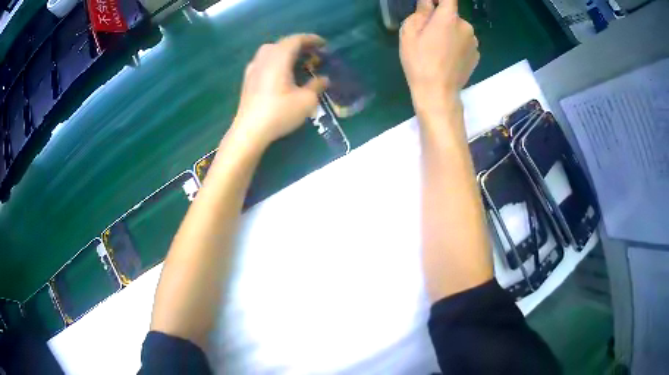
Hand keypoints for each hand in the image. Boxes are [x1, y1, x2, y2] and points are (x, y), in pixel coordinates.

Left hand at [231, 34, 328, 148]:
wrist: (250, 131)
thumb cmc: (279, 113)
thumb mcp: (306, 101)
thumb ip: (317, 85)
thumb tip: (324, 79)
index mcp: (279, 58)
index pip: (296, 40)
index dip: (311, 39)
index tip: (323, 44)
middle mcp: (264, 58)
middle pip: (282, 43)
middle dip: (300, 46)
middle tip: (313, 54)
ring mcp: (253, 68)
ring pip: (271, 51)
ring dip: (287, 53)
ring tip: (299, 63)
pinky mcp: (248, 79)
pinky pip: (264, 61)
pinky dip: (276, 61)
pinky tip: (281, 73)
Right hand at [400, 0, 478, 111]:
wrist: (438, 92)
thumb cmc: (419, 61)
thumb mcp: (410, 32)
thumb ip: (421, 11)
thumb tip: (428, 2)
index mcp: (449, 17)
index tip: (429, 4)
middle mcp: (466, 26)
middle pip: (452, 14)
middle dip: (440, 19)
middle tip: (427, 33)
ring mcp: (474, 42)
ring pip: (459, 29)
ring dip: (450, 32)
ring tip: (437, 48)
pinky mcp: (476, 55)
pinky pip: (464, 42)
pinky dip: (457, 44)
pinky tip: (447, 57)